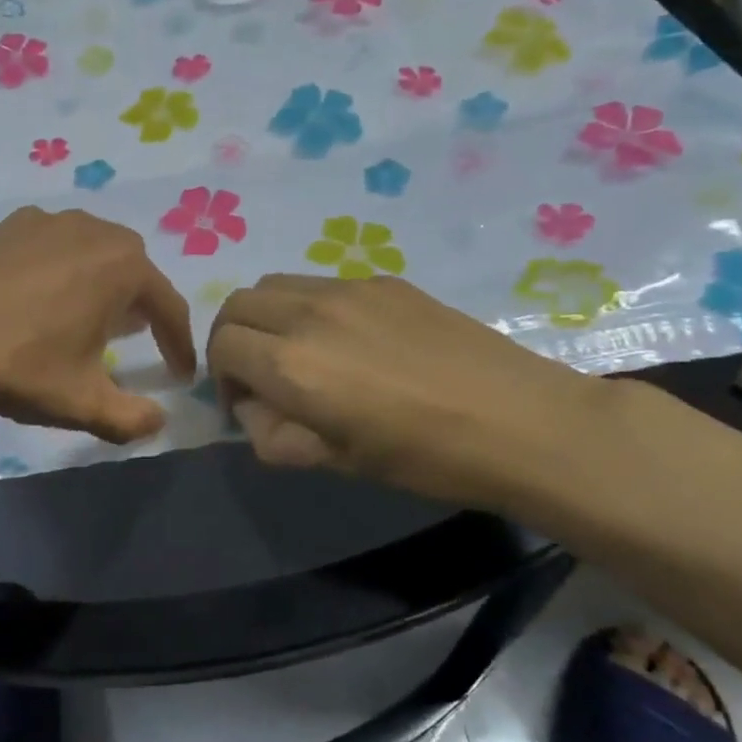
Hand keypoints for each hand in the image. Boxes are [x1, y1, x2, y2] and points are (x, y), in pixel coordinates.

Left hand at [0, 207, 196, 443]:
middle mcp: (93, 232)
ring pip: (93, 251)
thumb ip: (131, 418)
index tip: (179, 375)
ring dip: (101, 283)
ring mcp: (48, 222)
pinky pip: (53, 244)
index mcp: (124, 267)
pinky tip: (40, 295)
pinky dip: (61, 268)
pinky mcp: (8, 225)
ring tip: (88, 315)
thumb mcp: (81, 402)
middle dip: (142, 305)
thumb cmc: (19, 364)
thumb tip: (158, 422)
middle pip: (134, 270)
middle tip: (134, 338)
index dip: (178, 344)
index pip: (168, 307)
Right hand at [206, 274, 609, 511]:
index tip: (246, 404)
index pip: (221, 346)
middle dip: (233, 338)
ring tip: (298, 351)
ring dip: (267, 316)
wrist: (520, 421)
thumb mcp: (336, 461)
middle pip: (237, 304)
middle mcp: (308, 314)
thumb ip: (274, 434)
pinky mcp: (382, 280)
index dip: (221, 378)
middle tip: (259, 374)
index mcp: (292, 365)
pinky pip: (320, 283)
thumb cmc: (424, 457)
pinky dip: (307, 307)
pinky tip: (349, 340)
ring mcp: (348, 289)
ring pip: (275, 284)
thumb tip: (253, 407)